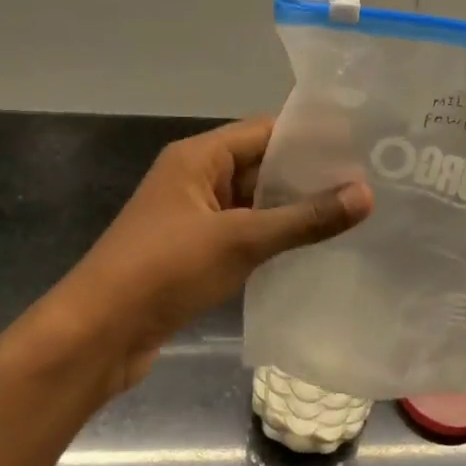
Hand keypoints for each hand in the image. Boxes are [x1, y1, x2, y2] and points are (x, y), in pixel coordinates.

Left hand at [3, 116, 372, 399]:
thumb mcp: (240, 240)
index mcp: (198, 157)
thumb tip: (366, 193)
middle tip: (368, 182)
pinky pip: (243, 233)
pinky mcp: (194, 253)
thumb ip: (304, 218)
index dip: (311, 136)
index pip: (265, 130)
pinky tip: (313, 248)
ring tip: (352, 213)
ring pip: (254, 202)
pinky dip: (274, 237)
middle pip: (261, 165)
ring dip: (293, 209)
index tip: (360, 145)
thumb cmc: (164, 271)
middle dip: (308, 175)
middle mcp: (195, 179)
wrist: (96, 335)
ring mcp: (193, 217)